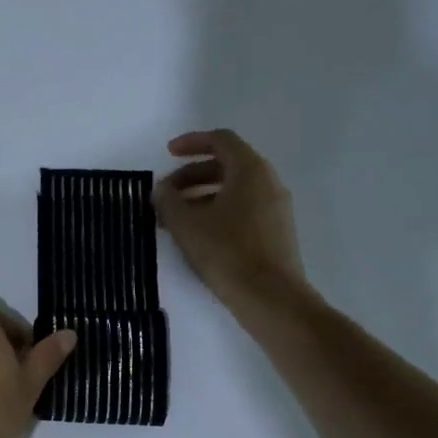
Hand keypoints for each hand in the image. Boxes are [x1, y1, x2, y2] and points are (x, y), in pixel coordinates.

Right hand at [153, 130, 308, 313]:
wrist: (271, 297)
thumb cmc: (227, 253)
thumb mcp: (187, 225)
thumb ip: (169, 201)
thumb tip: (162, 189)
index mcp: (250, 170)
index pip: (221, 140)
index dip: (192, 142)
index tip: (167, 154)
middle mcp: (268, 181)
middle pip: (227, 165)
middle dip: (192, 175)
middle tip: (166, 194)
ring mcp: (276, 207)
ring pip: (235, 189)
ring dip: (202, 196)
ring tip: (176, 219)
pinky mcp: (276, 232)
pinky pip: (244, 209)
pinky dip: (218, 211)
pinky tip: (199, 236)